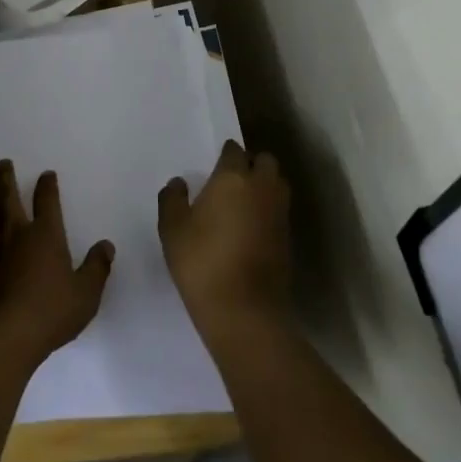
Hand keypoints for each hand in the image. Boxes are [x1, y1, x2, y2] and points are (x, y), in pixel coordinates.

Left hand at [0, 161, 114, 366]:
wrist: (5, 335)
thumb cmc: (51, 312)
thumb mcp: (86, 294)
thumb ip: (96, 268)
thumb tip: (106, 245)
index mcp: (45, 235)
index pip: (47, 201)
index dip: (47, 185)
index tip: (47, 174)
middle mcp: (15, 233)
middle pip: (7, 196)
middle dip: (6, 178)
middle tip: (3, 163)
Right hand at [158, 141, 291, 340]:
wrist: (244, 310)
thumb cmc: (201, 262)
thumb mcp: (172, 229)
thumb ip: (172, 199)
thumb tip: (179, 183)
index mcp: (233, 178)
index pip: (234, 151)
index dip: (225, 154)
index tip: (214, 165)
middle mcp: (262, 188)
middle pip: (265, 161)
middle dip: (252, 163)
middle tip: (231, 179)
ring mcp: (279, 213)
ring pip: (277, 184)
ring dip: (264, 185)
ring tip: (242, 201)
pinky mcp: (288, 238)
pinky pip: (279, 210)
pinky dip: (268, 210)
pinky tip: (250, 226)